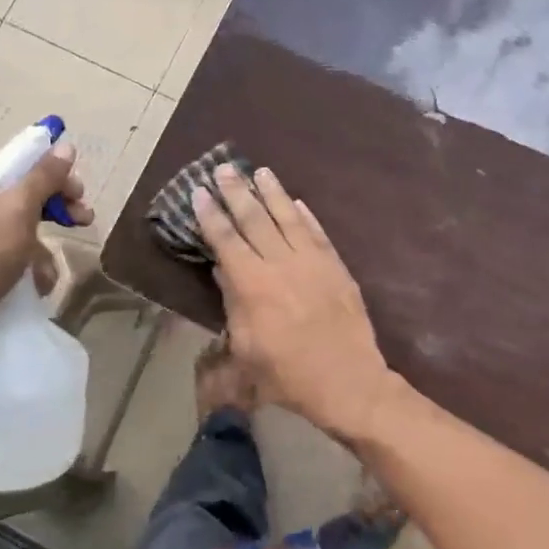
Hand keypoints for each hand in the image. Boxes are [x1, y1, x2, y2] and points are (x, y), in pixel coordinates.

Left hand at [0, 143, 91, 356]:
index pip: (19, 166)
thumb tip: (65, 145)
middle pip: (25, 197)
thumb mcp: (17, 210)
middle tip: (84, 218)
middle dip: (56, 210)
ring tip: (51, 268)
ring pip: (25, 231)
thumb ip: (43, 177)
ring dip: (45, 248)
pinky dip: (31, 268)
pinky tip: (38, 284)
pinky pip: (16, 258)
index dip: (53, 174)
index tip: (79, 190)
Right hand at [193, 164, 393, 442]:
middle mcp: (280, 263)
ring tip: (260, 171)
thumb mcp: (245, 349)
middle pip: (254, 219)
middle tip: (225, 168)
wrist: (348, 381)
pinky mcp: (336, 266)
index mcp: (252, 284)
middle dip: (237, 191)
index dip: (211, 215)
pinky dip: (305, 215)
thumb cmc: (287, 375)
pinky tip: (296, 201)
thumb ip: (233, 305)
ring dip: (272, 192)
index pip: (226, 240)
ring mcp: (312, 261)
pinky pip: (317, 232)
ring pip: (287, 217)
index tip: (200, 192)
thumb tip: (224, 270)